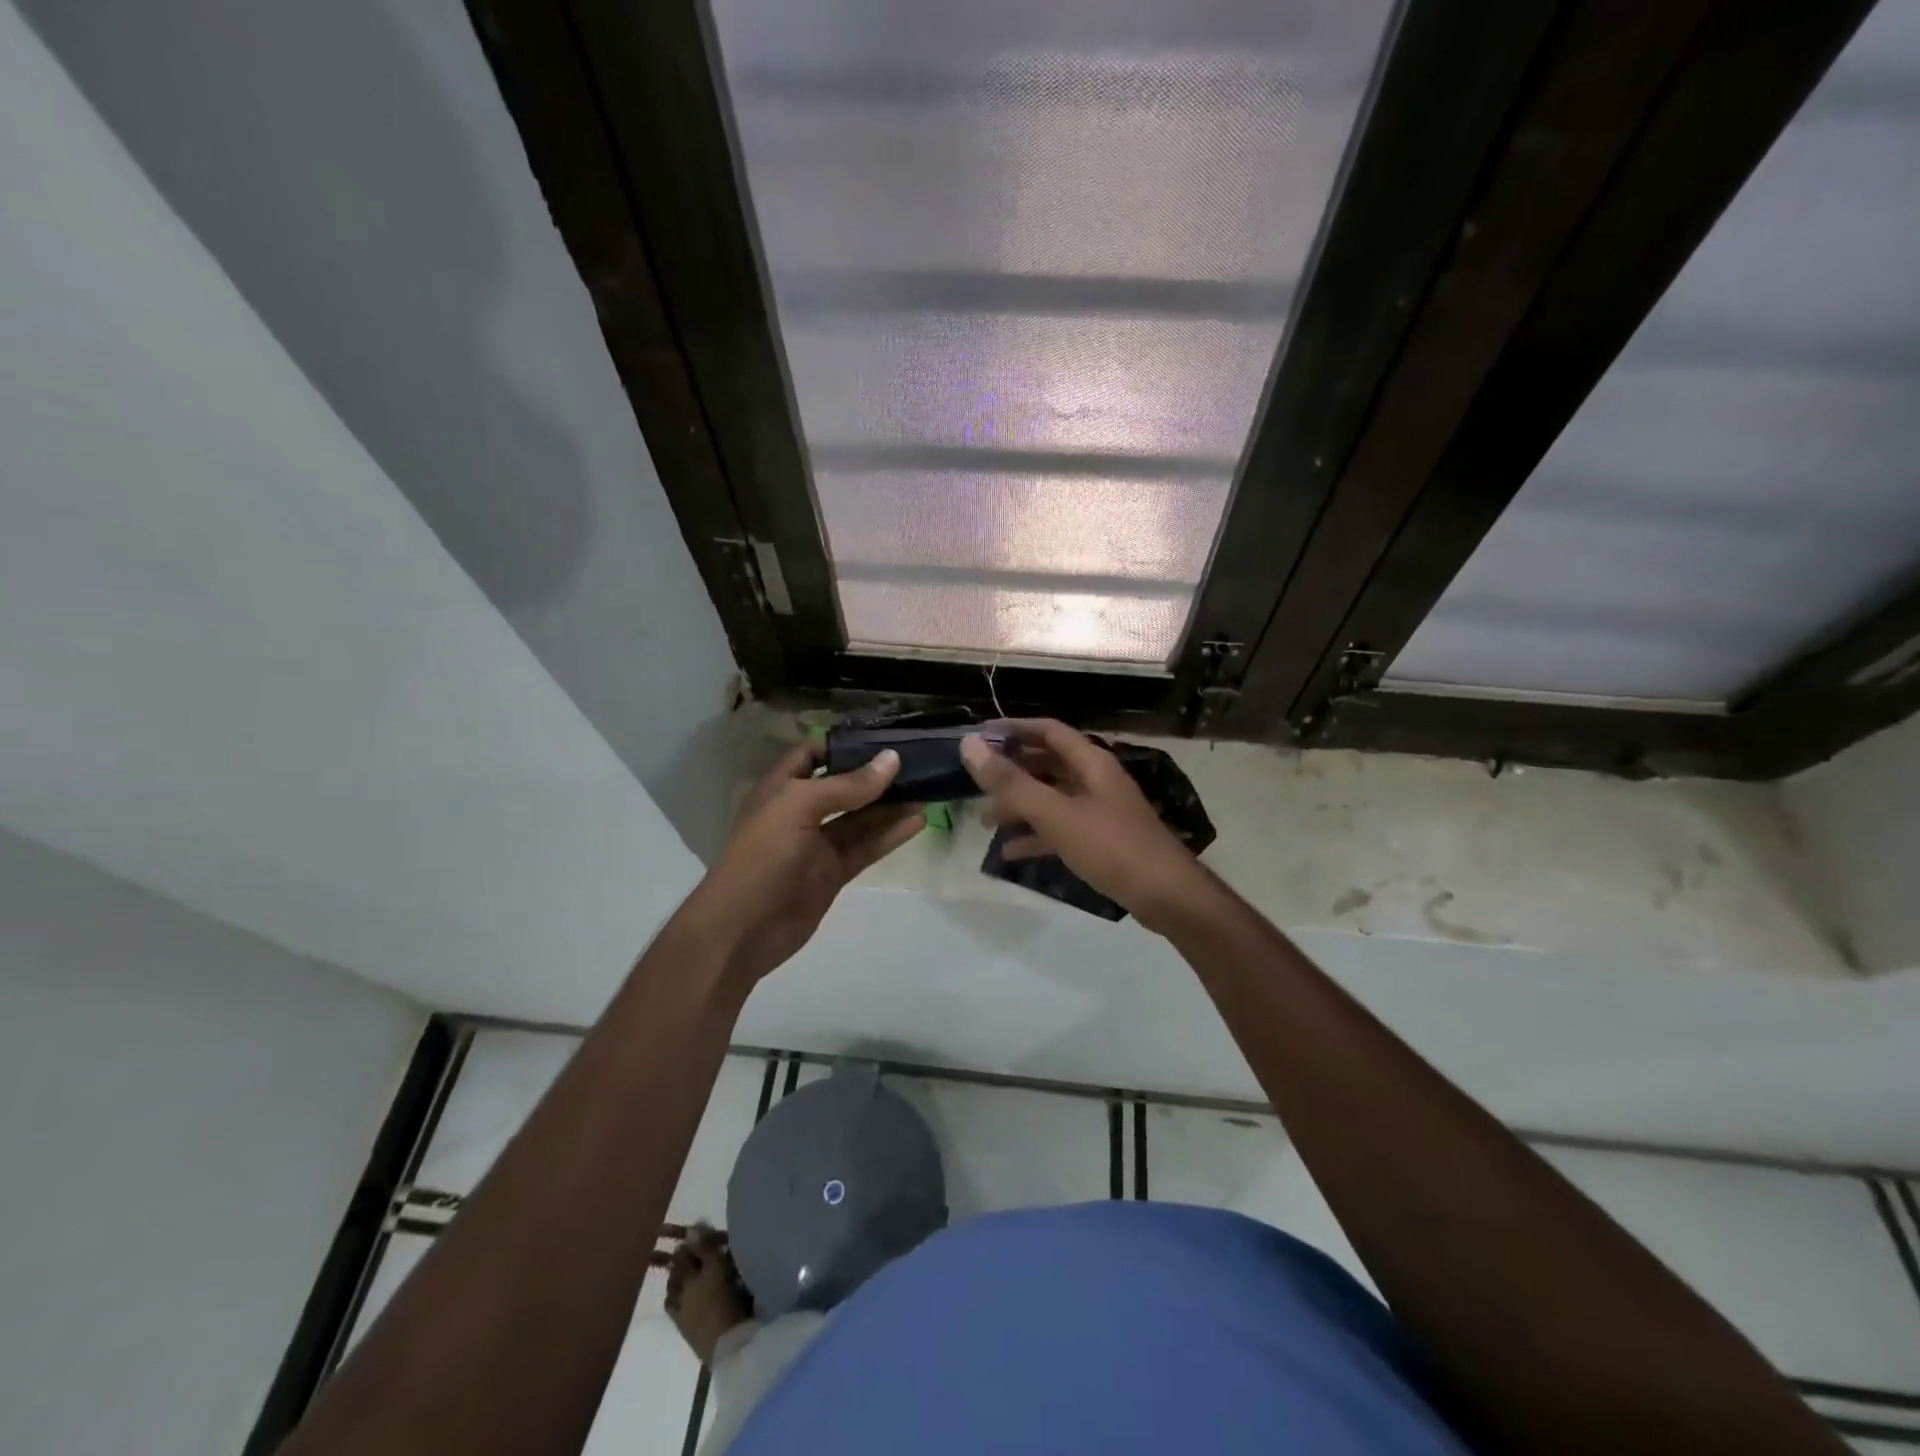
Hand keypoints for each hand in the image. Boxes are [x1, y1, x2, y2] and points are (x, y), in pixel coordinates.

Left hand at [686, 742, 923, 984]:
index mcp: (782, 787)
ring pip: (861, 817)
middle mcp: (801, 811)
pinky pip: (866, 846)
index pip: (813, 754)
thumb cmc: (763, 856)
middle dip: (876, 774)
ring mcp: (819, 844)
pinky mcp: (834, 871)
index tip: (883, 737)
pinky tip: (918, 821)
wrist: (742, 929)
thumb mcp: (800, 807)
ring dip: (891, 804)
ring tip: (928, 788)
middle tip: (918, 761)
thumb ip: (848, 786)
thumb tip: (892, 759)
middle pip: (844, 785)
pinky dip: (891, 834)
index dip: (844, 744)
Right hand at [960, 720, 1212, 932]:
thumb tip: (969, 745)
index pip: (1048, 731)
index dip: (1013, 729)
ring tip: (986, 821)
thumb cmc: (1111, 846)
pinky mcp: (1101, 841)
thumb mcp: (1056, 813)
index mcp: (1091, 762)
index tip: (979, 737)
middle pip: (1047, 764)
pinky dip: (1036, 835)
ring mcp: (1099, 811)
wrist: (1166, 896)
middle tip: (976, 783)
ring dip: (1019, 806)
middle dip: (1012, 772)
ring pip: (1051, 798)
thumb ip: (1011, 782)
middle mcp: (1095, 780)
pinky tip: (1010, 852)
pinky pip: (1060, 829)